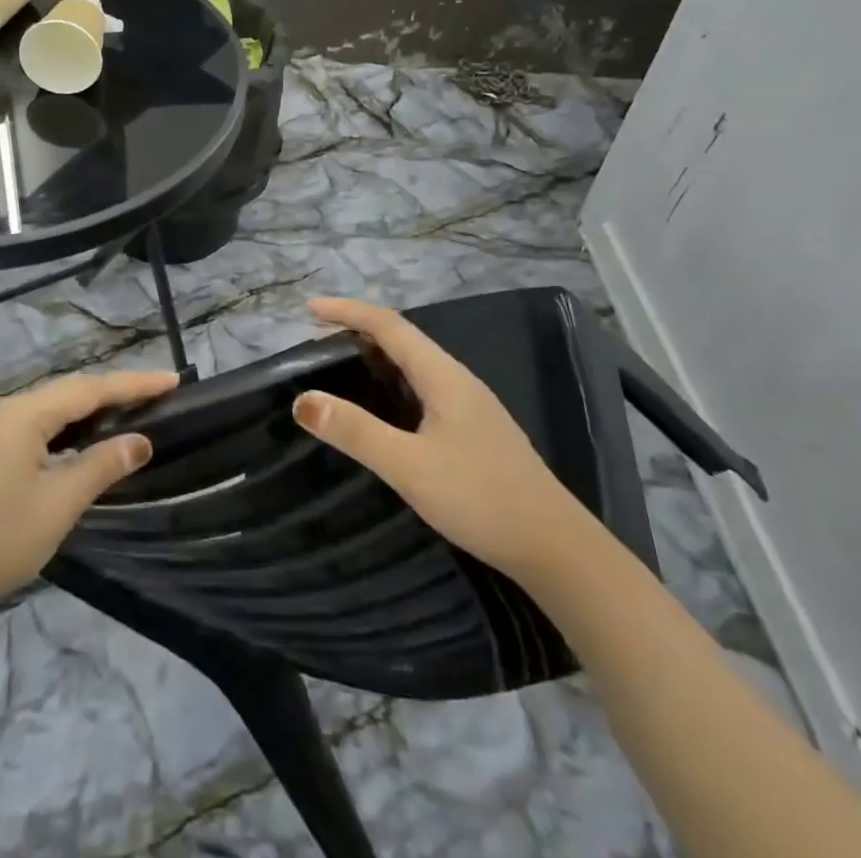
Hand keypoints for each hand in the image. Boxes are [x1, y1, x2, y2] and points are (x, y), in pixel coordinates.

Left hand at [0, 369, 181, 609]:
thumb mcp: (57, 505)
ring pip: (54, 408)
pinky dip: (70, 427)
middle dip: (116, 391)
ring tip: (131, 412)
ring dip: (93, 409)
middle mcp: (9, 411)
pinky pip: (40, 425)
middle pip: (72, 391)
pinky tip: (84, 441)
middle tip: (158, 395)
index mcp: (25, 415)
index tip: (173, 380)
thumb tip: (140, 441)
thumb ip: (101, 467)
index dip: (134, 384)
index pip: (91, 389)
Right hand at [293, 299, 586, 578]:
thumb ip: (355, 431)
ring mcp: (471, 407)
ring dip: (376, 357)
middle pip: (402, 339)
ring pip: (415, 365)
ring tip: (340, 367)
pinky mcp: (475, 432)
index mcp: (443, 376)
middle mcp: (458, 381)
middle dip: (358, 330)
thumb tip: (302, 399)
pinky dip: (392, 383)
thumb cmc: (482, 499)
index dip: (347, 312)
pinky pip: (424, 389)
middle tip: (317, 341)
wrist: (558, 550)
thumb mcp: (409, 465)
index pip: (388, 325)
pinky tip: (384, 409)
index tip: (308, 310)